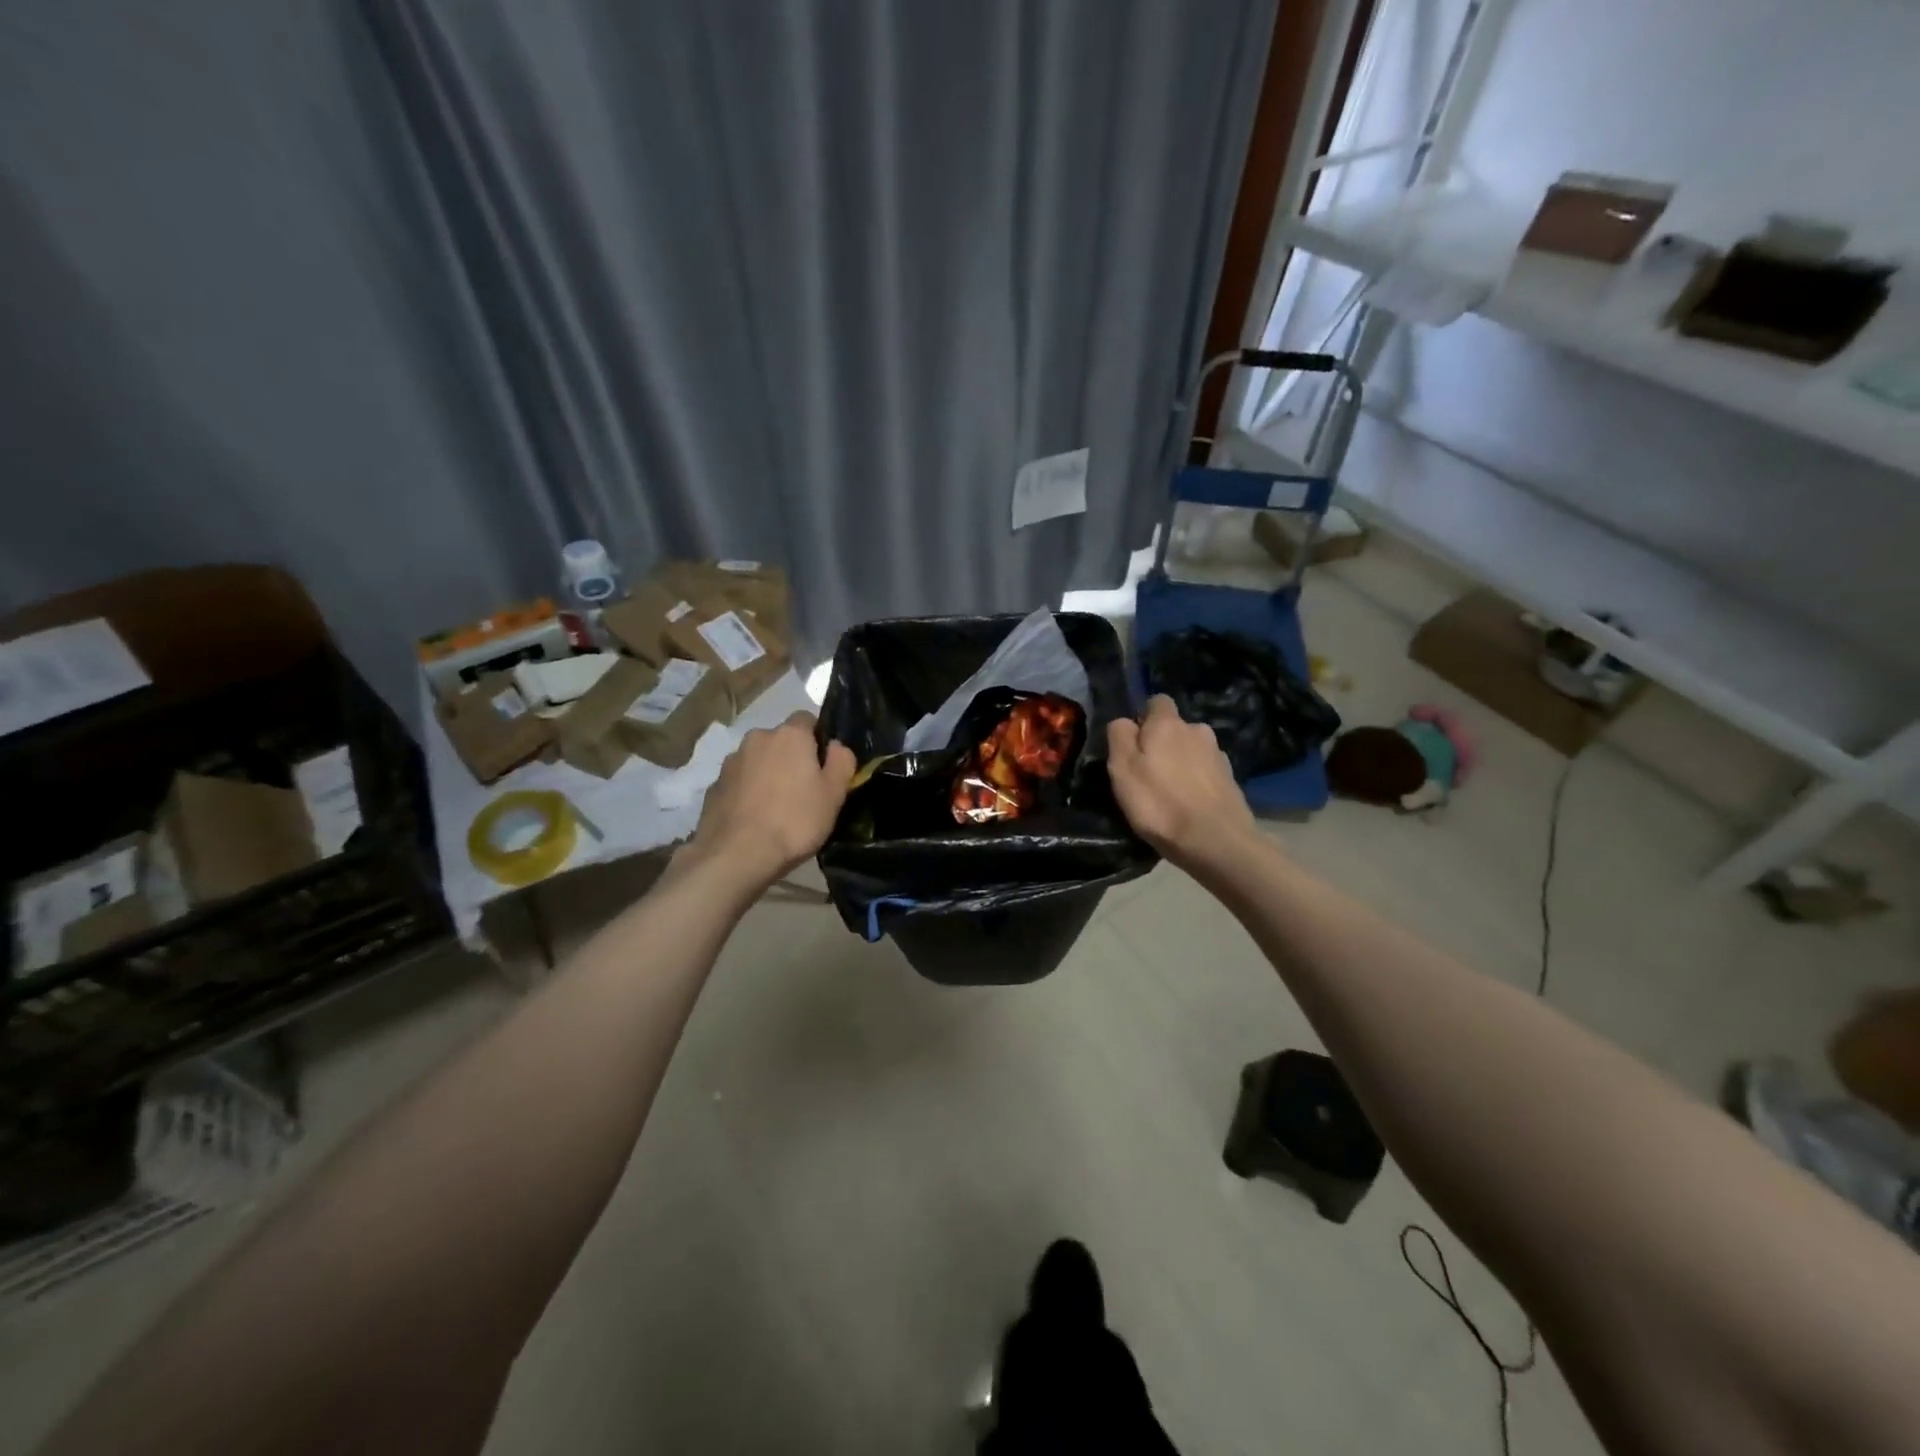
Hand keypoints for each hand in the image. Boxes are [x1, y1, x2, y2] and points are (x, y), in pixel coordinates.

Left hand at [686, 712, 856, 888]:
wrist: (737, 855)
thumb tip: (836, 746)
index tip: (824, 767)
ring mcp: (731, 761)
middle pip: (781, 741)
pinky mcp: (714, 785)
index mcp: (790, 735)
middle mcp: (758, 738)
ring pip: (759, 760)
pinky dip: (749, 792)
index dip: (818, 740)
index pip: (808, 719)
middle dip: (792, 758)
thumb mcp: (834, 794)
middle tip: (804, 790)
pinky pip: (740, 782)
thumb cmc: (795, 821)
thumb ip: (842, 761)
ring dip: (768, 774)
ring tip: (777, 808)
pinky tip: (755, 818)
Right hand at [1107, 696, 1255, 872]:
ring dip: (1181, 763)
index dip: (1143, 718)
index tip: (1133, 744)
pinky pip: (1206, 772)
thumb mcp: (1122, 769)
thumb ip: (1119, 737)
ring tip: (1169, 793)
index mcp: (1168, 723)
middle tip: (1147, 774)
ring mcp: (1218, 755)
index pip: (1156, 701)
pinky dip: (1196, 782)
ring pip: (1192, 751)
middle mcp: (1197, 730)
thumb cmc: (1159, 804)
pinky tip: (1189, 805)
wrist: (1216, 841)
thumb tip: (1125, 721)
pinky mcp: (1231, 780)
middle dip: (1163, 743)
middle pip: (1175, 728)